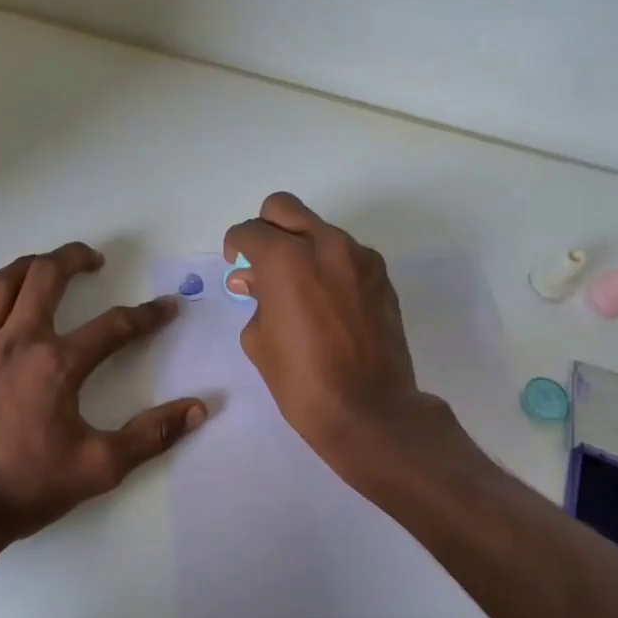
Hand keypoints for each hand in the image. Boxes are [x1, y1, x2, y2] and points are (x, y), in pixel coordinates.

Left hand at [0, 242, 206, 542]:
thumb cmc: (26, 488)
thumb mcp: (99, 467)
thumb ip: (151, 435)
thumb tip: (199, 408)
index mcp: (56, 364)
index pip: (114, 326)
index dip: (147, 315)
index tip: (167, 307)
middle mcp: (15, 343)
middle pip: (45, 277)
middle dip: (73, 258)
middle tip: (92, 260)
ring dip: (26, 267)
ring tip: (43, 266)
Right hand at [224, 193, 450, 474]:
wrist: (369, 410)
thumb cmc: (302, 381)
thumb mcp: (258, 340)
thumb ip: (254, 298)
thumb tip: (254, 280)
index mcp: (286, 260)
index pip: (250, 231)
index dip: (236, 246)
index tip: (236, 265)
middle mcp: (326, 245)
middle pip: (284, 208)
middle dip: (266, 229)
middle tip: (261, 261)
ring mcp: (359, 257)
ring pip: (319, 229)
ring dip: (301, 246)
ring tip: (296, 287)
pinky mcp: (381, 275)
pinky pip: (345, 254)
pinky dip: (328, 265)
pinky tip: (325, 300)